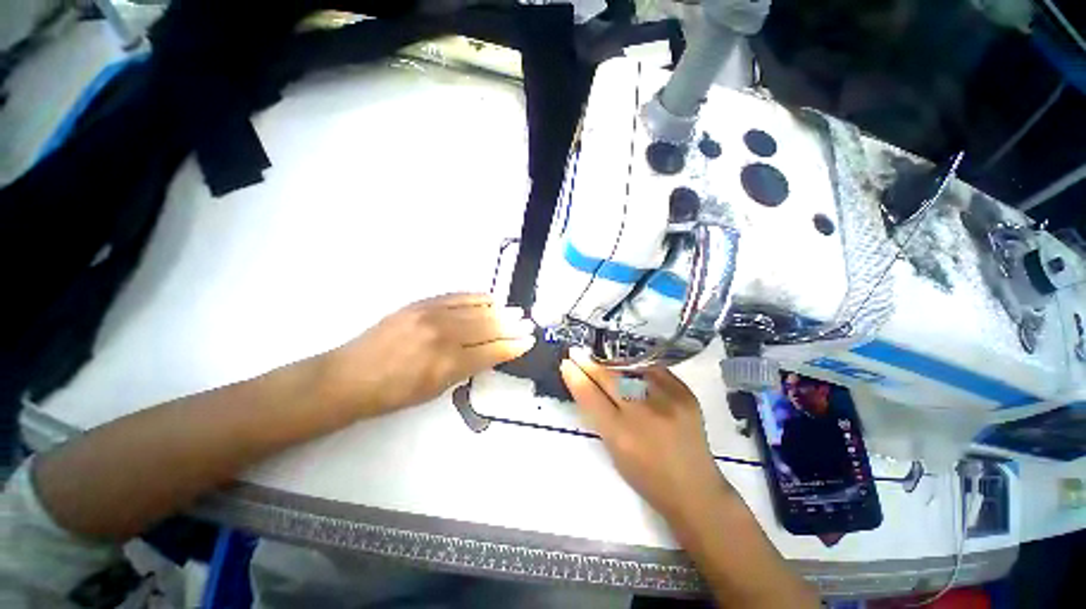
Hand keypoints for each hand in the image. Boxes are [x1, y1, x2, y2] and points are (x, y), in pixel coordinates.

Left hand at [321, 293, 534, 417]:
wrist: (350, 376)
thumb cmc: (394, 393)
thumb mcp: (436, 389)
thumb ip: (467, 368)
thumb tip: (491, 352)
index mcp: (448, 364)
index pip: (491, 351)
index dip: (512, 346)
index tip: (528, 342)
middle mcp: (444, 336)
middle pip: (488, 328)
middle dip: (512, 326)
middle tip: (528, 324)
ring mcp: (431, 315)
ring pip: (476, 310)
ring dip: (499, 311)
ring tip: (515, 311)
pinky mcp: (421, 304)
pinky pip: (457, 297)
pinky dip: (477, 298)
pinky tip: (489, 299)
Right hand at [560, 349, 730, 519]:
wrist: (694, 489)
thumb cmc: (647, 476)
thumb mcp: (614, 451)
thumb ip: (599, 415)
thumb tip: (585, 383)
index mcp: (621, 435)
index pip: (591, 396)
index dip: (576, 377)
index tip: (566, 363)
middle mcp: (644, 414)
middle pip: (609, 378)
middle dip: (589, 363)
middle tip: (577, 352)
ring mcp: (668, 400)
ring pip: (630, 369)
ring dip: (611, 361)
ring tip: (600, 357)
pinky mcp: (685, 393)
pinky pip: (653, 369)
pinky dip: (637, 366)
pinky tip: (629, 364)